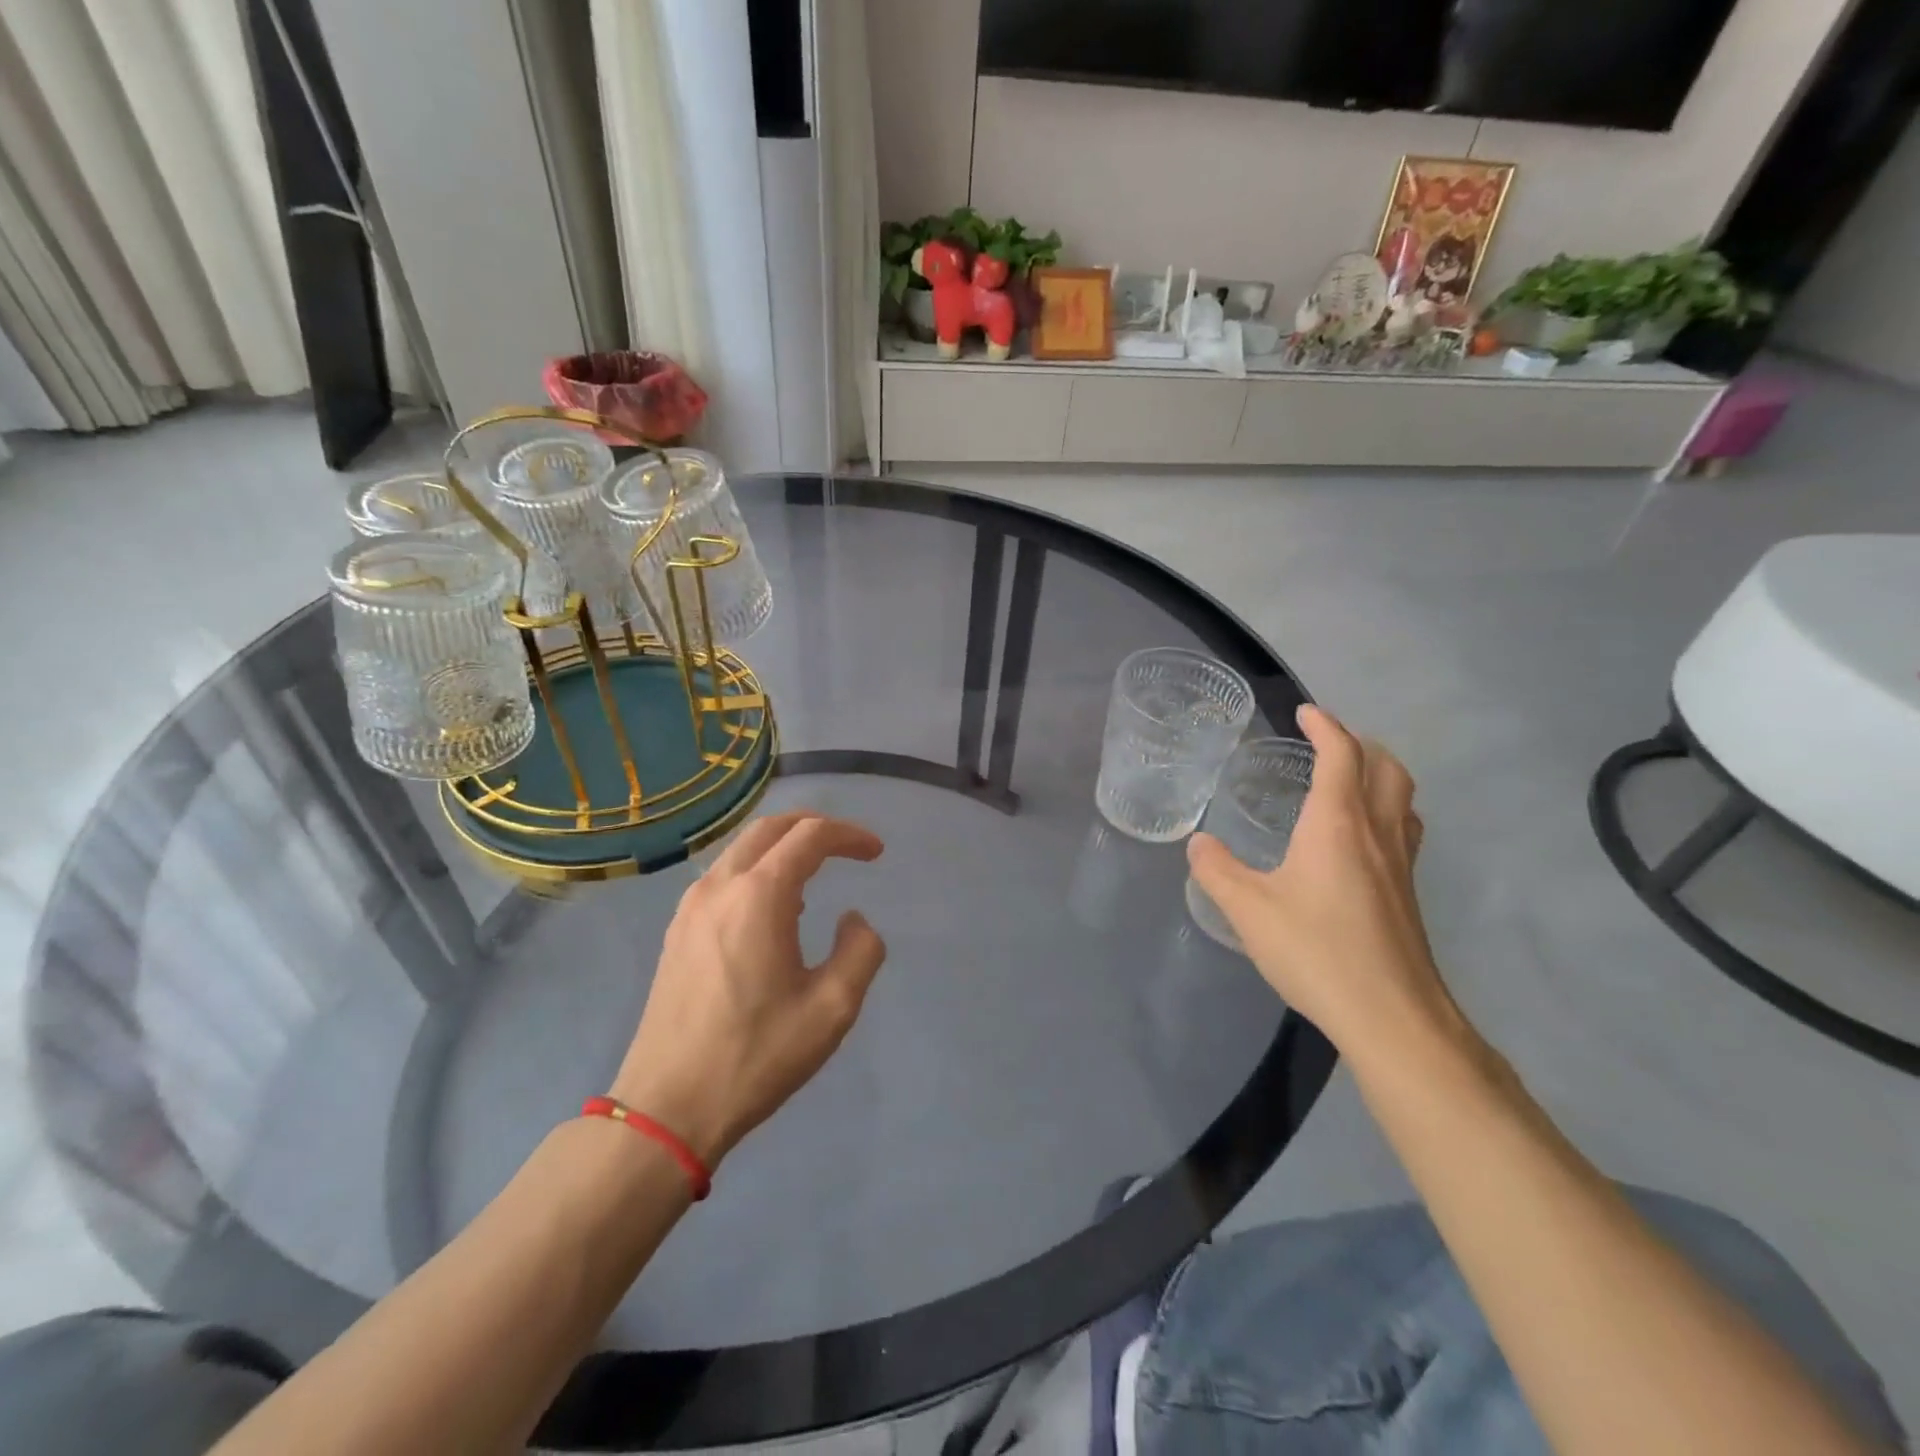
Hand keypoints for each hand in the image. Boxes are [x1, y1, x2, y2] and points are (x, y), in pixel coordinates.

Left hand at [611, 812, 886, 1166]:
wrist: (668, 1107)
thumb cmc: (756, 1056)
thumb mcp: (832, 1009)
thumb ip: (860, 951)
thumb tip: (853, 919)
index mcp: (759, 896)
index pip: (810, 836)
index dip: (850, 836)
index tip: (877, 854)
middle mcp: (720, 886)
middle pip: (771, 827)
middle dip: (815, 827)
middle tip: (849, 847)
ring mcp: (691, 906)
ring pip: (742, 848)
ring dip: (783, 846)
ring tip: (816, 874)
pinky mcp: (678, 929)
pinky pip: (724, 876)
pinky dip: (757, 869)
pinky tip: (774, 908)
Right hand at [1187, 706, 1463, 1066]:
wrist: (1392, 1017)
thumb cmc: (1317, 952)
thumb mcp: (1249, 910)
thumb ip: (1217, 871)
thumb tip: (1198, 842)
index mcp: (1338, 824)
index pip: (1342, 754)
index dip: (1325, 726)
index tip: (1305, 712)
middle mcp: (1377, 833)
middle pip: (1387, 767)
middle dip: (1359, 744)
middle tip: (1326, 744)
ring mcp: (1401, 865)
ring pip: (1402, 799)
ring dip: (1379, 775)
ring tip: (1345, 782)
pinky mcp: (1408, 895)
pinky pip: (1402, 831)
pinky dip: (1384, 812)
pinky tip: (1357, 842)